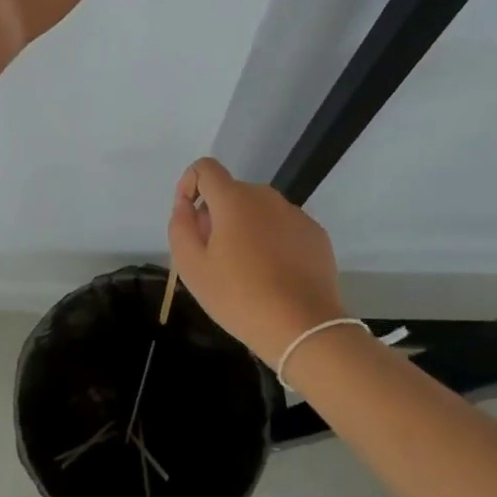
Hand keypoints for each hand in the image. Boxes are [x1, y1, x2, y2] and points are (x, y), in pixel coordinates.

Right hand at [167, 157, 345, 361]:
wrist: (304, 328)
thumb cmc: (239, 297)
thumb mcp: (192, 267)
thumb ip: (180, 226)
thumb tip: (186, 205)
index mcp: (233, 199)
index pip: (205, 168)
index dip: (189, 184)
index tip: (188, 218)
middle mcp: (266, 197)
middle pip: (232, 192)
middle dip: (217, 214)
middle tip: (214, 255)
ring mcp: (295, 214)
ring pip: (258, 210)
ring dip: (245, 227)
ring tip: (245, 269)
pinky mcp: (315, 234)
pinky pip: (283, 226)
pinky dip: (272, 240)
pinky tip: (274, 274)